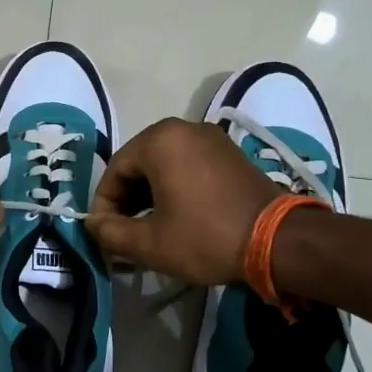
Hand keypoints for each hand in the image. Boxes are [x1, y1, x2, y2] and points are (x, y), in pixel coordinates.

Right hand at [86, 118, 280, 284]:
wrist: (279, 241)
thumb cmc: (206, 237)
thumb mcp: (149, 243)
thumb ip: (110, 232)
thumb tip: (93, 225)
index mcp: (159, 140)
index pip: (114, 171)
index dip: (104, 206)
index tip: (105, 235)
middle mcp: (183, 128)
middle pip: (139, 165)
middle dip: (127, 201)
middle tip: (124, 235)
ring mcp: (210, 138)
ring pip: (163, 167)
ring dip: (150, 197)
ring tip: (148, 230)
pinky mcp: (230, 154)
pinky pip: (188, 167)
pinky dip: (175, 189)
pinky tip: (177, 218)